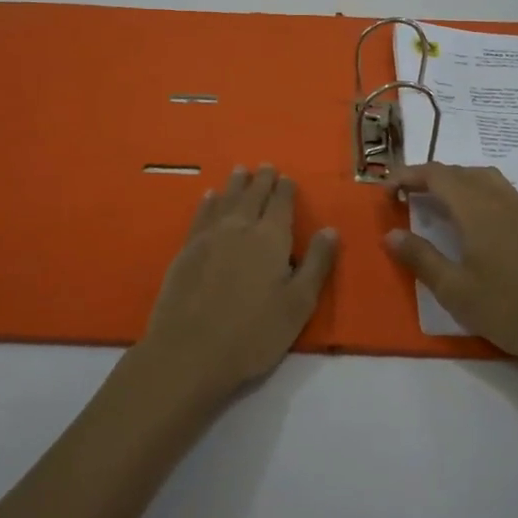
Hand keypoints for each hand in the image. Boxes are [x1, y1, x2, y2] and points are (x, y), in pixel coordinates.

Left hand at [137, 164, 337, 403]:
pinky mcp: (187, 250)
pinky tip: (209, 197)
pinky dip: (208, 202)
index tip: (287, 177)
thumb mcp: (298, 304)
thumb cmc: (253, 333)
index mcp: (271, 238)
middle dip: (261, 180)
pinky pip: (201, 215)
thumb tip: (330, 229)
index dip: (285, 189)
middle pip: (253, 196)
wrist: (190, 351)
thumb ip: (317, 264)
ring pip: (226, 200)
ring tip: (240, 170)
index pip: (281, 204)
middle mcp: (240, 228)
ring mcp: (210, 237)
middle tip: (265, 166)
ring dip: (235, 184)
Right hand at [383, 163, 517, 369]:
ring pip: (482, 178)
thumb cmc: (511, 309)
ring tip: (436, 204)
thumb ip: (421, 258)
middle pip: (459, 172)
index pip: (436, 175)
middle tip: (405, 198)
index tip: (386, 190)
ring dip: (454, 182)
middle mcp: (500, 199)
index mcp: (477, 209)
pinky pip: (499, 191)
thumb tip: (392, 234)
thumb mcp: (456, 291)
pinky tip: (473, 222)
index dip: (408, 176)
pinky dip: (476, 192)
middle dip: (428, 178)